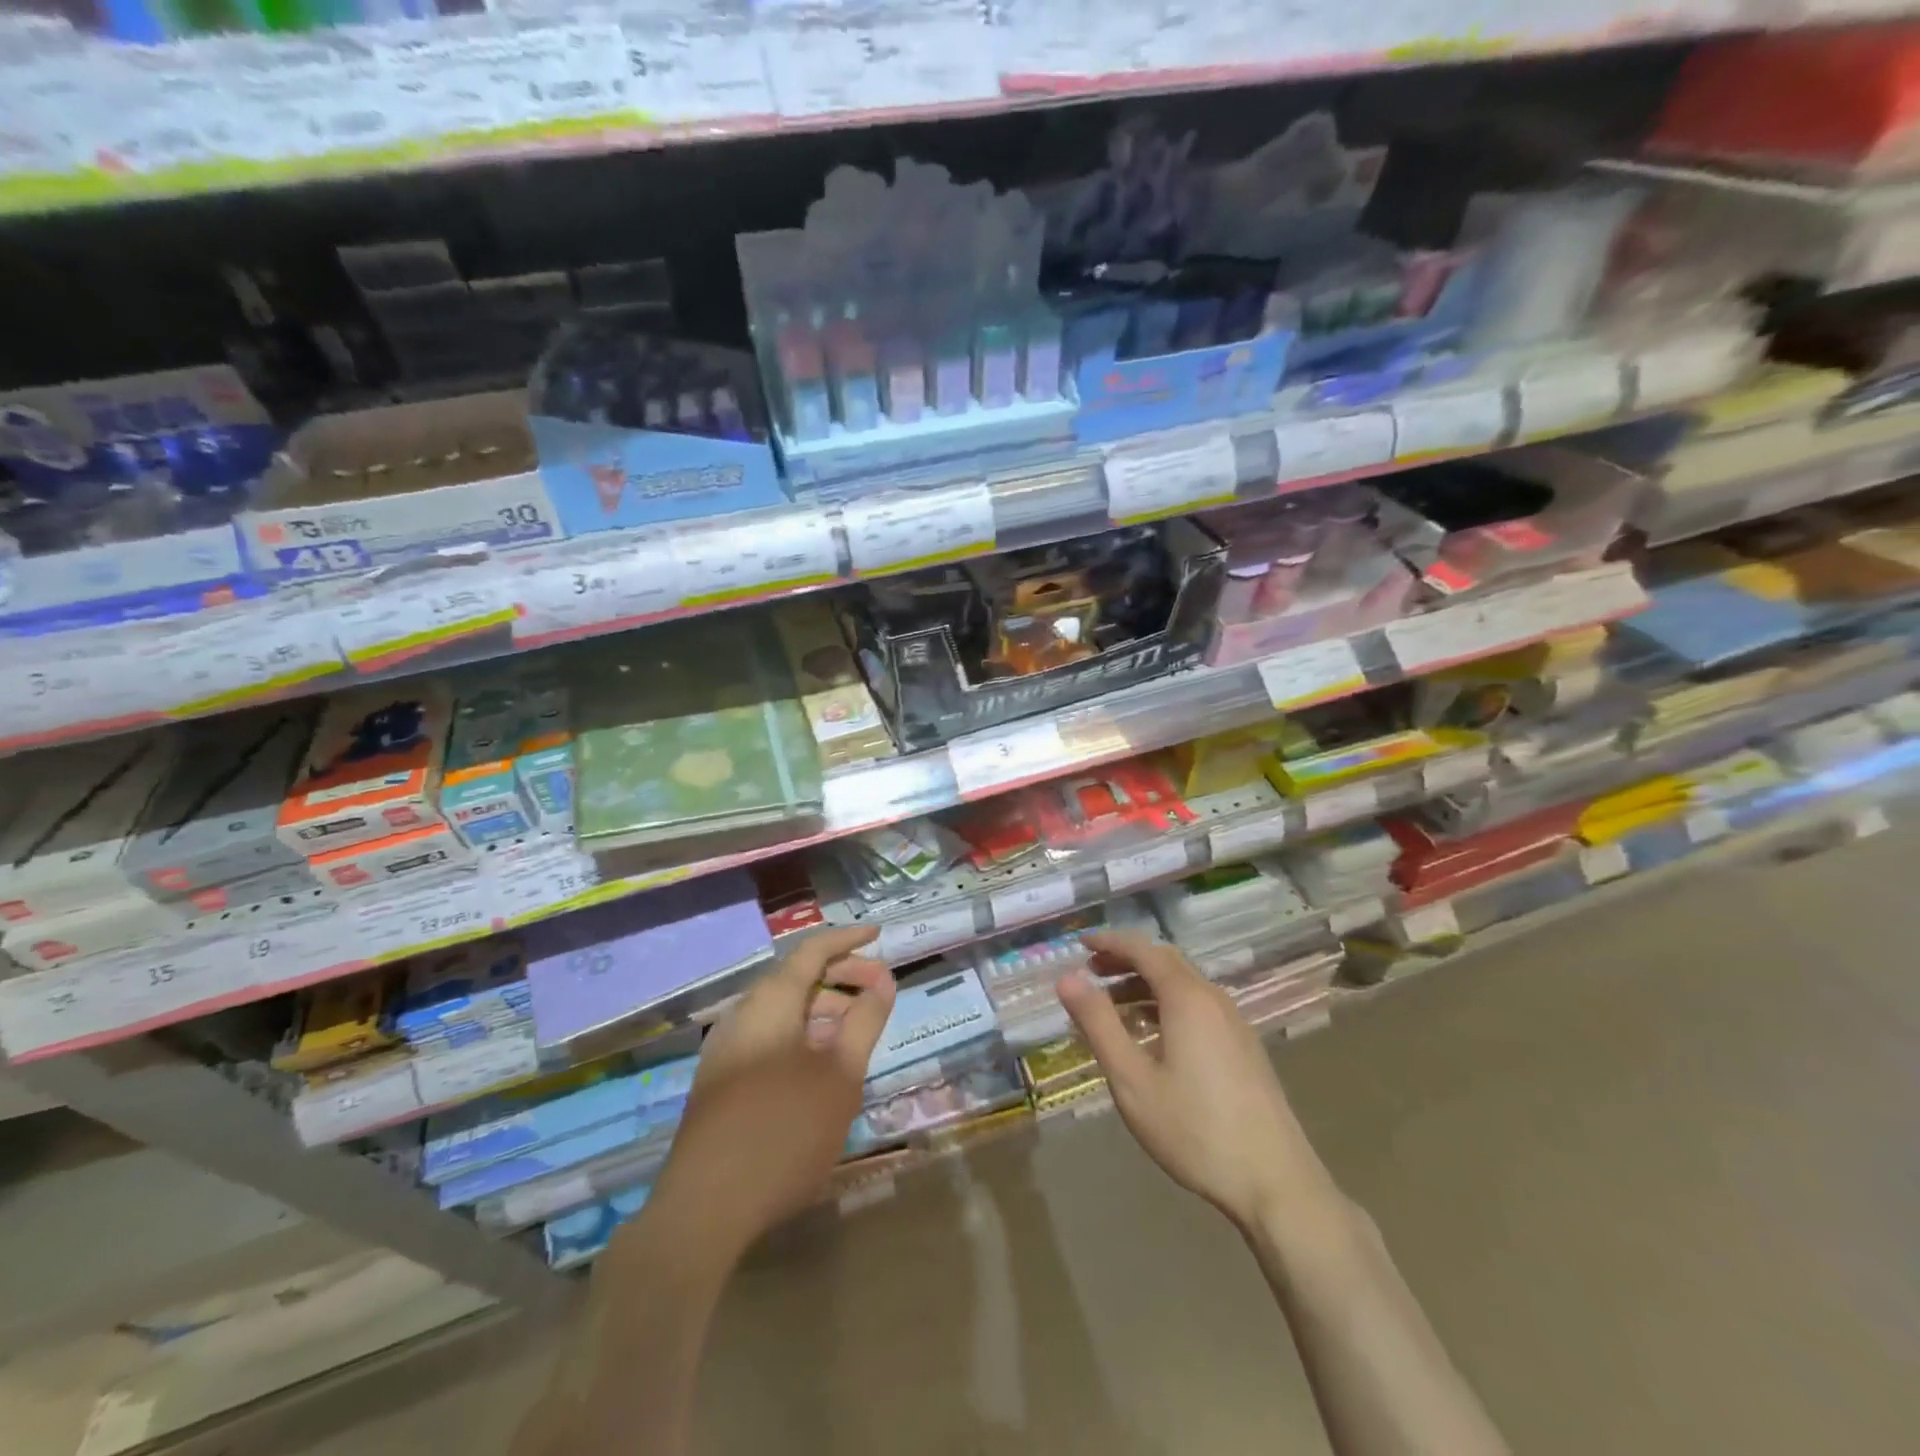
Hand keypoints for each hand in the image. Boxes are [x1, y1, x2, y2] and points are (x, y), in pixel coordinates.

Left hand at [643, 926, 894, 1259]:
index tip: (879, 936)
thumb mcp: (840, 1076)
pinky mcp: (718, 1081)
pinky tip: (820, 1067)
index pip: (812, 951)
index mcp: (770, 1002)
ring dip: (822, 1010)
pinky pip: (766, 1037)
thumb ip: (864, 1022)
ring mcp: (725, 1049)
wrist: (703, 1211)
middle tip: (879, 991)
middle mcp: (742, 1014)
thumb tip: (883, 981)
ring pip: (781, 1011)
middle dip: (840, 977)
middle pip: (795, 978)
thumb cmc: (784, 1132)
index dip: (848, 940)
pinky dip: (800, 1035)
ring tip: (856, 1032)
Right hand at [1056, 930, 1321, 1231]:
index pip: (1143, 949)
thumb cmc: (1194, 1129)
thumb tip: (1067, 979)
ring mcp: (1234, 1023)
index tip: (1080, 943)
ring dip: (1145, 984)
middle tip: (1091, 972)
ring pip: (1183, 985)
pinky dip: (1166, 1004)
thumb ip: (1098, 1024)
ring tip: (1112, 1006)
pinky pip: (1198, 1007)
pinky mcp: (1244, 1047)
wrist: (1276, 1183)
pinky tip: (1151, 1036)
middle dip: (1126, 960)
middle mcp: (1214, 999)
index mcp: (1188, 998)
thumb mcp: (1132, 1079)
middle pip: (1165, 962)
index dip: (1109, 942)